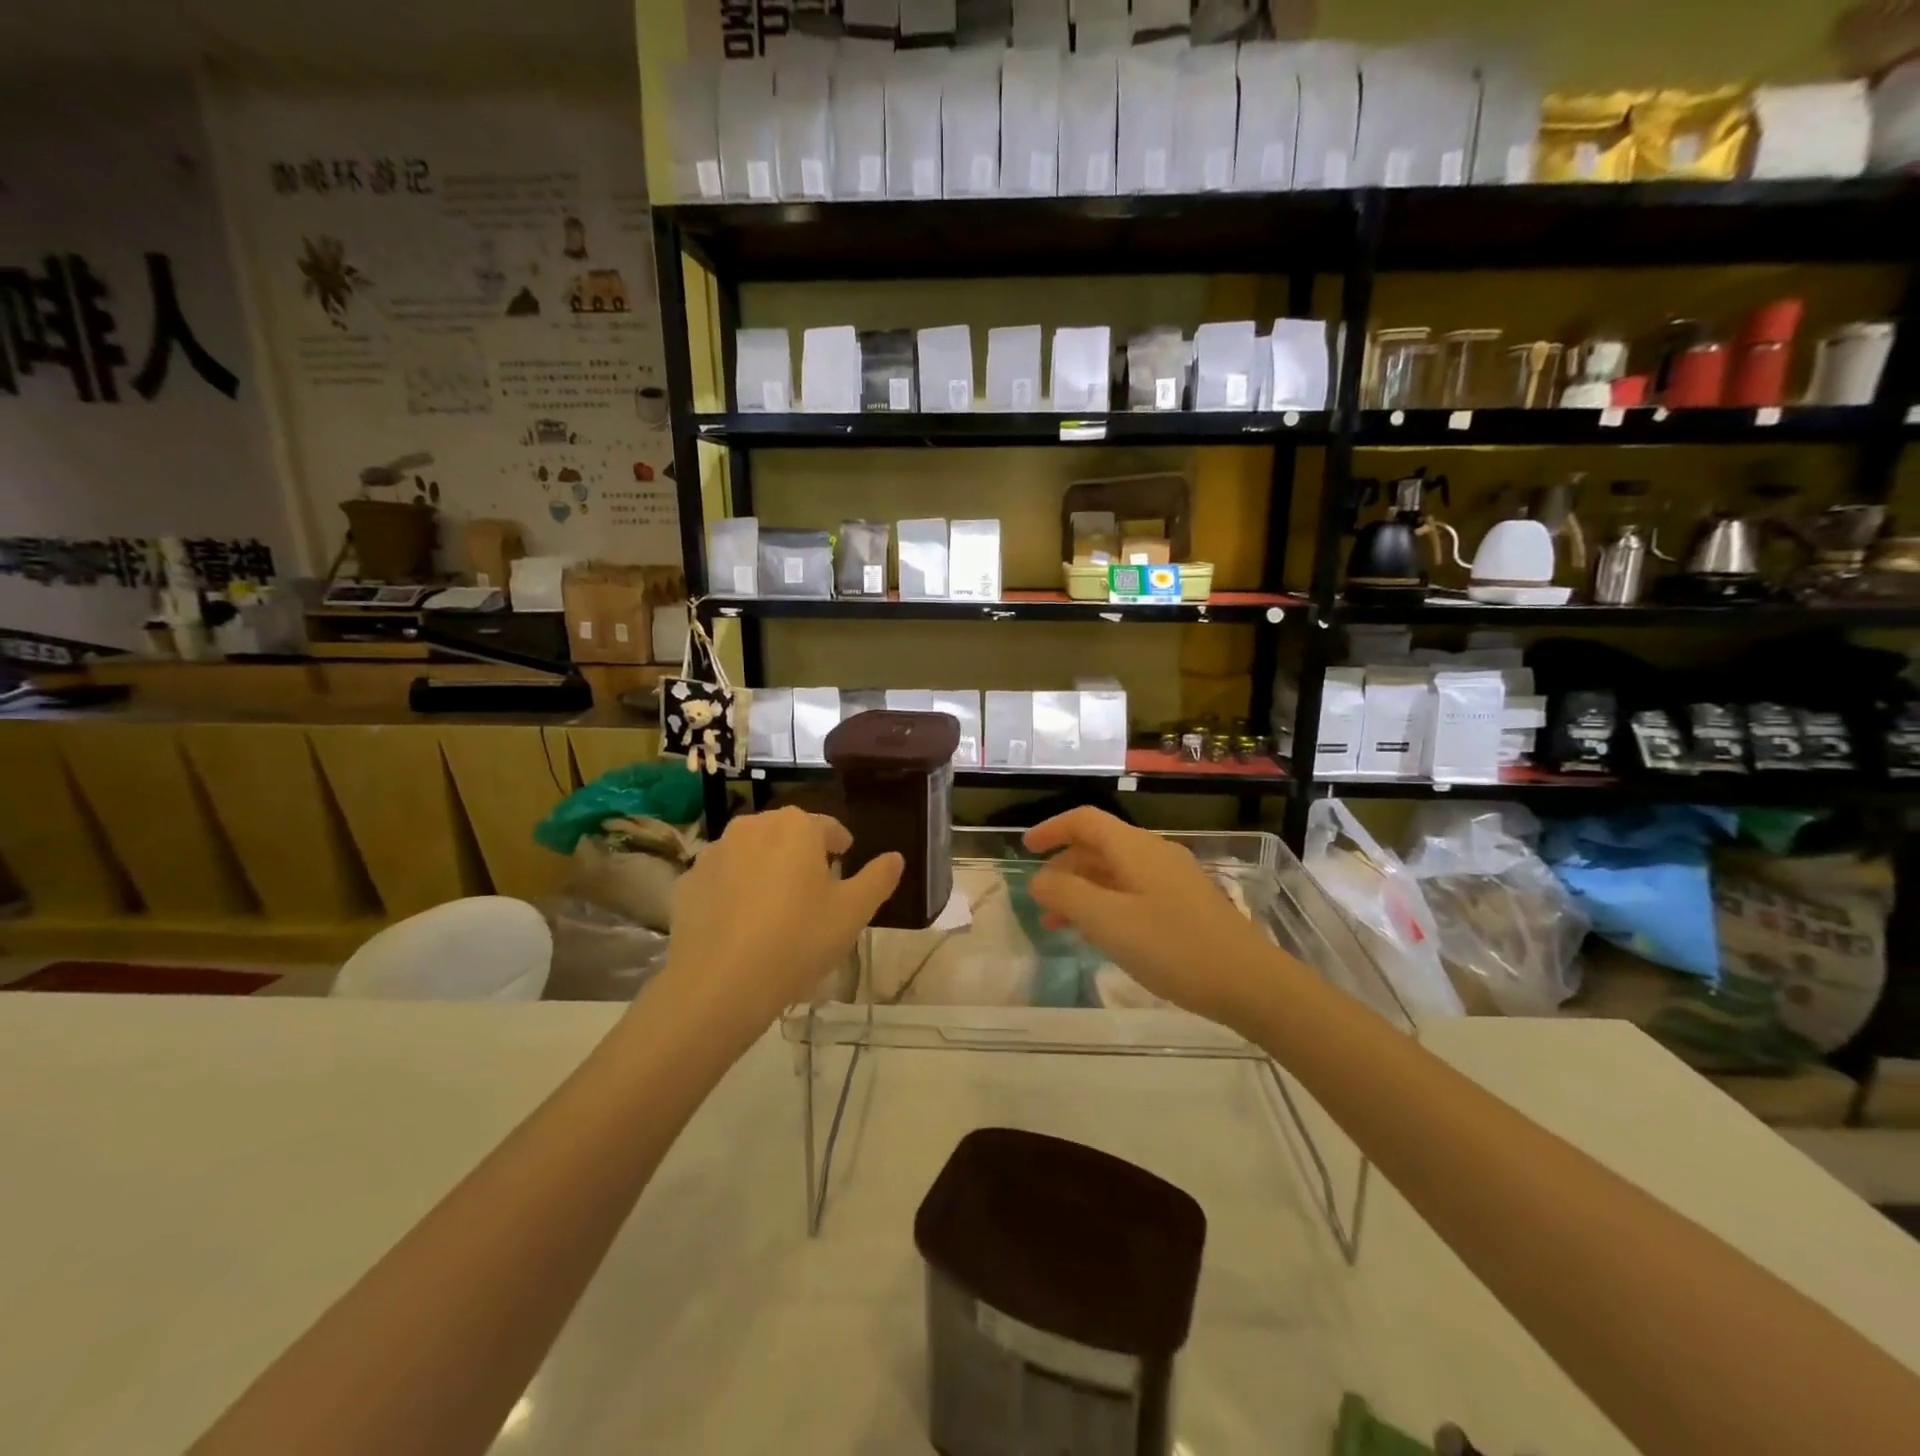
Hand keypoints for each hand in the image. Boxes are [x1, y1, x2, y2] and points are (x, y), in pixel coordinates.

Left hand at [661, 807, 901, 1041]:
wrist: (720, 984)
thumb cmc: (798, 939)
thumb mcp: (853, 912)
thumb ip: (878, 879)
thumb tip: (896, 857)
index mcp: (796, 827)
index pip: (827, 826)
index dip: (840, 845)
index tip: (845, 863)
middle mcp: (752, 826)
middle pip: (786, 835)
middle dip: (801, 855)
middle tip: (813, 891)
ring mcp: (714, 853)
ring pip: (750, 854)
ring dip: (765, 870)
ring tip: (775, 909)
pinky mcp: (687, 882)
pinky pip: (721, 879)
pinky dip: (733, 891)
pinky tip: (741, 924)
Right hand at [1024, 807, 1280, 1030]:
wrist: (1250, 983)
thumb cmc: (1173, 947)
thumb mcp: (1108, 922)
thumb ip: (1067, 896)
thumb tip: (1039, 880)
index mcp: (1135, 848)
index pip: (1085, 821)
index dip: (1052, 829)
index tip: (1025, 849)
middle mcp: (1154, 854)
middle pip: (1099, 846)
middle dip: (1064, 868)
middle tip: (1040, 899)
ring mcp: (1174, 880)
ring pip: (1116, 873)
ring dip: (1083, 891)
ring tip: (1059, 925)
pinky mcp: (1186, 905)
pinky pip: (1134, 892)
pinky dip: (1107, 904)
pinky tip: (1101, 935)